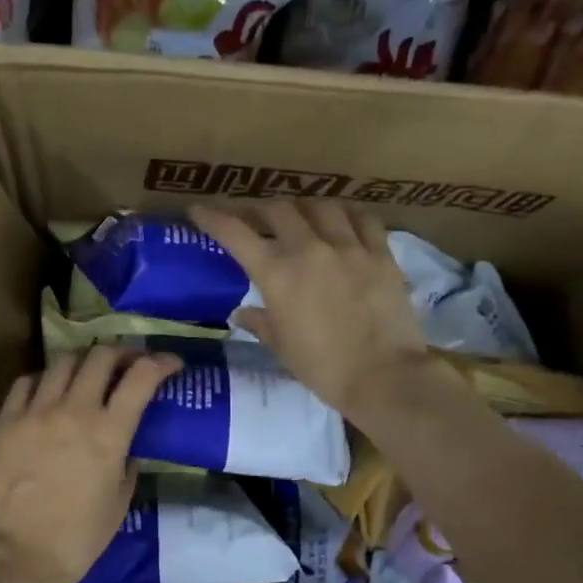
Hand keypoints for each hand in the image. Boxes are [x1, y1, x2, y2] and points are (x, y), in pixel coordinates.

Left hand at [0, 346, 181, 582]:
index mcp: (109, 433)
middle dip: (122, 353)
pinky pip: (26, 382)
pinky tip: (48, 392)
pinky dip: (44, 380)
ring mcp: (36, 412)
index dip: (161, 362)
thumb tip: (125, 443)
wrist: (21, 555)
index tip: (171, 363)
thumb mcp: (121, 500)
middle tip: (128, 363)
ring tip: (88, 374)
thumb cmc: (80, 537)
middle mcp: (74, 411)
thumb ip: (128, 462)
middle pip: (101, 356)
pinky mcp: (6, 421)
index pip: (141, 377)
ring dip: (83, 361)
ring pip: (63, 361)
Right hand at [191, 201, 432, 421]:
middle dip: (258, 209)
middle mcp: (310, 249)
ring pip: (321, 206)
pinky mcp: (381, 254)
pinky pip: (363, 219)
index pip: (235, 233)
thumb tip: (241, 313)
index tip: (199, 210)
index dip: (213, 218)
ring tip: (299, 217)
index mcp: (277, 274)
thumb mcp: (282, 348)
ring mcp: (349, 247)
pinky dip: (347, 216)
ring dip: (303, 207)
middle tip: (253, 218)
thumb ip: (260, 323)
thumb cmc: (323, 368)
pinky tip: (344, 222)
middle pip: (278, 209)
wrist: (383, 376)